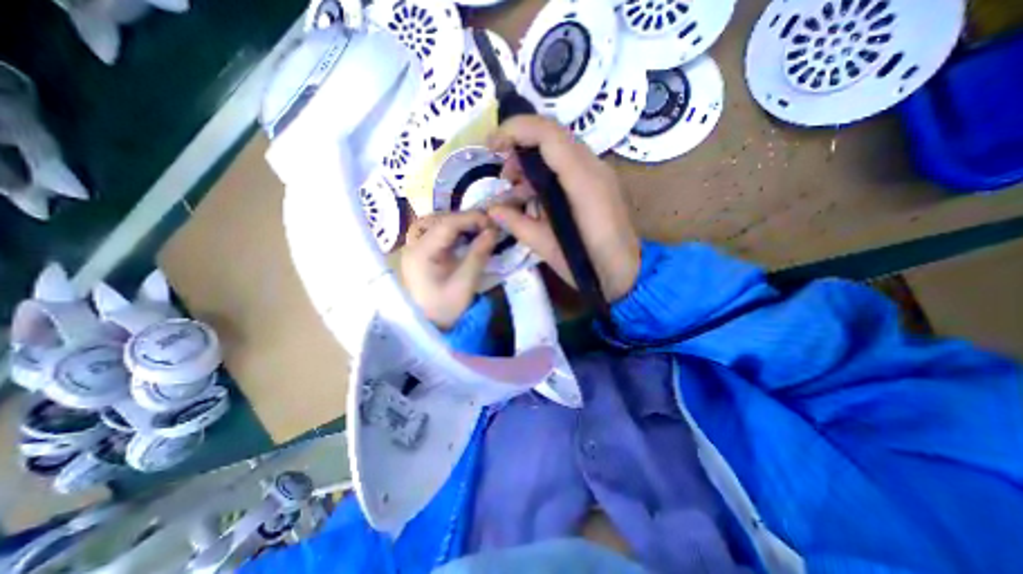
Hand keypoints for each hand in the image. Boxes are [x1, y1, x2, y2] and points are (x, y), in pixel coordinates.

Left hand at [399, 210, 500, 328]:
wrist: (430, 327)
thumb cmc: (446, 308)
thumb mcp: (466, 282)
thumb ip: (479, 253)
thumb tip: (493, 230)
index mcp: (421, 253)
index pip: (447, 224)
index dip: (471, 219)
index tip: (492, 224)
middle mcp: (413, 246)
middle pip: (437, 220)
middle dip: (463, 219)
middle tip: (484, 226)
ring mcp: (413, 250)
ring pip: (433, 224)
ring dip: (455, 223)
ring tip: (474, 230)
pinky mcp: (419, 255)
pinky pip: (433, 234)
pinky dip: (450, 232)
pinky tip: (463, 238)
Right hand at [488, 117, 637, 303]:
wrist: (629, 274)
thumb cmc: (590, 266)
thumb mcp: (548, 249)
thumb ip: (519, 225)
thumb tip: (492, 210)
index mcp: (583, 182)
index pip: (548, 135)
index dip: (515, 130)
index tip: (490, 145)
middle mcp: (594, 168)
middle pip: (553, 137)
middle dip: (520, 147)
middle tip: (504, 178)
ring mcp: (599, 174)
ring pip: (560, 150)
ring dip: (532, 163)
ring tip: (515, 192)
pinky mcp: (599, 184)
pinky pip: (568, 166)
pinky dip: (546, 174)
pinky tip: (534, 198)